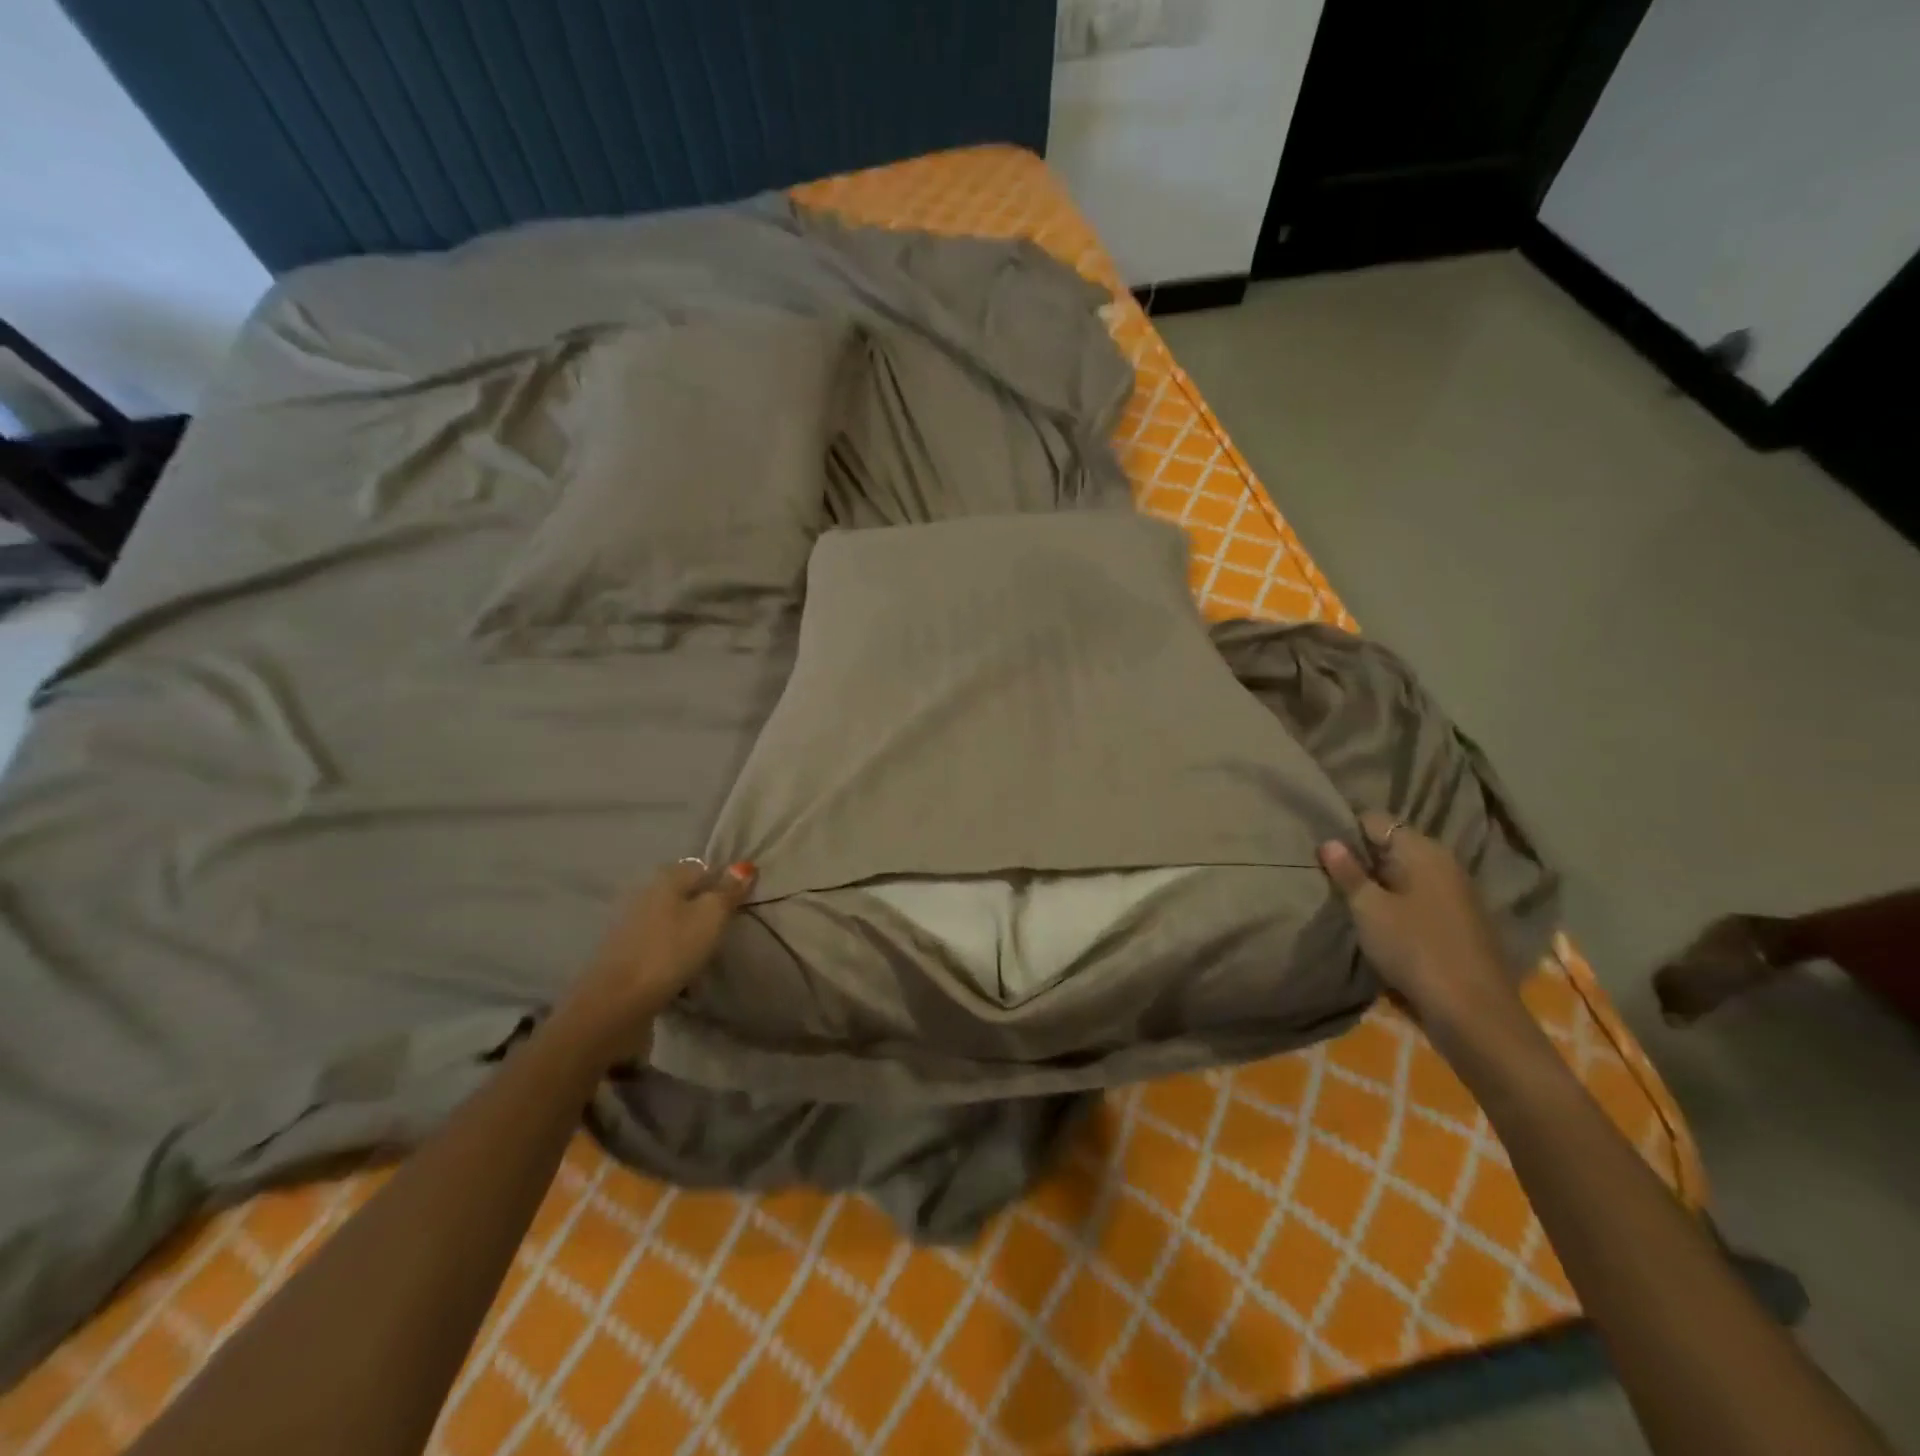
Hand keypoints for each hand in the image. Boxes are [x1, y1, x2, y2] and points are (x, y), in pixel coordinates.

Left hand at [558, 858, 755, 1065]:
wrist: (616, 1004)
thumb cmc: (670, 951)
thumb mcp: (711, 917)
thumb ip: (728, 892)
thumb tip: (744, 866)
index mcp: (666, 878)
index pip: (703, 869)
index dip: (723, 884)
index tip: (740, 907)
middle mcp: (644, 894)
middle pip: (683, 895)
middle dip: (704, 909)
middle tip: (726, 931)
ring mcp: (629, 926)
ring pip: (669, 922)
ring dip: (686, 934)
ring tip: (706, 954)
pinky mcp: (622, 955)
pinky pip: (657, 946)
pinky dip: (670, 954)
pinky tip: (681, 971)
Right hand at [1318, 811, 1524, 1044]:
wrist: (1473, 1013)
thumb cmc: (1415, 950)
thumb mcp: (1369, 909)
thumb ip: (1347, 873)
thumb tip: (1329, 841)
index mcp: (1424, 851)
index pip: (1376, 821)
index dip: (1346, 831)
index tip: (1323, 851)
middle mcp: (1445, 864)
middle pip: (1392, 847)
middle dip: (1362, 859)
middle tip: (1330, 877)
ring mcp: (1457, 894)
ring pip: (1406, 875)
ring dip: (1379, 885)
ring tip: (1350, 901)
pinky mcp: (1461, 923)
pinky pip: (1420, 899)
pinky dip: (1398, 904)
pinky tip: (1380, 925)